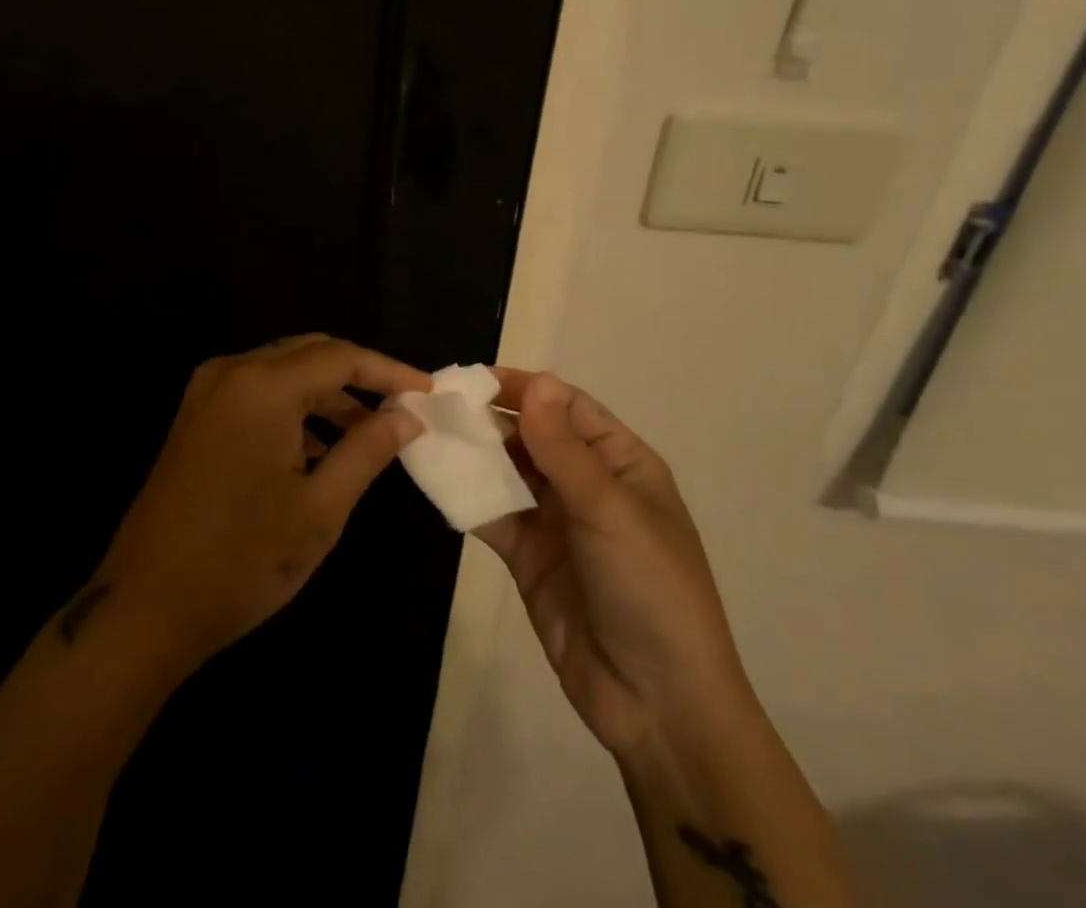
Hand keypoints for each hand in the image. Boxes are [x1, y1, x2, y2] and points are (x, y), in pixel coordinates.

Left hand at [92, 335, 429, 671]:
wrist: (143, 608)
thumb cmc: (241, 560)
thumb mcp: (320, 509)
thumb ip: (368, 450)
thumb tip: (408, 416)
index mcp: (262, 386)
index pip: (341, 357)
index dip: (389, 371)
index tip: (428, 391)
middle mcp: (231, 373)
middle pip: (310, 353)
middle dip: (358, 377)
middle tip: (401, 407)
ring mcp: (207, 393)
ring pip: (283, 372)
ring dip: (326, 395)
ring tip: (366, 435)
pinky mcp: (195, 417)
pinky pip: (257, 393)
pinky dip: (293, 409)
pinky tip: (318, 449)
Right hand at [476, 371, 755, 762]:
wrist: (657, 705)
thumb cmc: (650, 588)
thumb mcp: (609, 511)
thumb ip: (563, 448)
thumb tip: (537, 381)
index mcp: (620, 462)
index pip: (567, 406)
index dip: (524, 388)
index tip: (471, 380)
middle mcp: (587, 483)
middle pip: (532, 435)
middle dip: (490, 419)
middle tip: (437, 406)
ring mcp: (556, 521)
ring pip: (508, 472)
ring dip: (474, 455)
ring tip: (428, 435)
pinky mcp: (528, 557)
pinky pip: (494, 515)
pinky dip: (467, 497)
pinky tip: (437, 480)